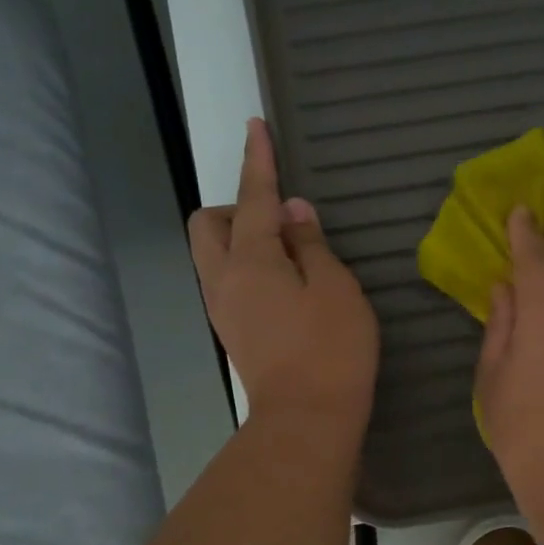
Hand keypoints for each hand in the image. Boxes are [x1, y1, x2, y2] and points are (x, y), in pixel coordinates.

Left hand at [189, 119, 378, 430]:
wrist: (308, 419)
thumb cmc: (331, 349)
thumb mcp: (336, 288)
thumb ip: (311, 245)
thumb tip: (292, 213)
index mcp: (250, 260)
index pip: (253, 198)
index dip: (258, 160)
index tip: (256, 125)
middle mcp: (224, 279)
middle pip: (207, 224)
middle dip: (236, 208)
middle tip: (282, 224)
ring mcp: (223, 309)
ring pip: (213, 255)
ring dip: (241, 240)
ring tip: (291, 257)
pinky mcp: (232, 333)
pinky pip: (228, 281)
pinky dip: (248, 268)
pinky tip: (286, 286)